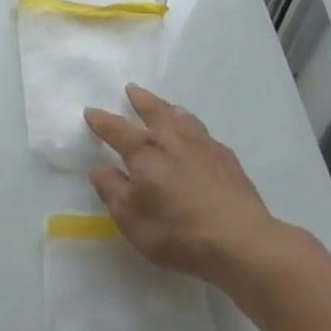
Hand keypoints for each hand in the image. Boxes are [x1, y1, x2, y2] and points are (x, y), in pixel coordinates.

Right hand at [83, 85, 277, 285]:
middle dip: (140, 100)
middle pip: (154, 111)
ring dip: (169, 109)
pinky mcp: (227, 158)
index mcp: (144, 151)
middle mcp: (173, 139)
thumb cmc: (176, 231)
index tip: (90, 112)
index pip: (117, 130)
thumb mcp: (130, 217)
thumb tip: (98, 166)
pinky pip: (204, 133)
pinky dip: (193, 128)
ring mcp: (203, 145)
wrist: (239, 240)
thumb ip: (111, 188)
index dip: (101, 121)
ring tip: (166, 107)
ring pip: (182, 117)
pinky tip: (197, 138)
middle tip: (132, 89)